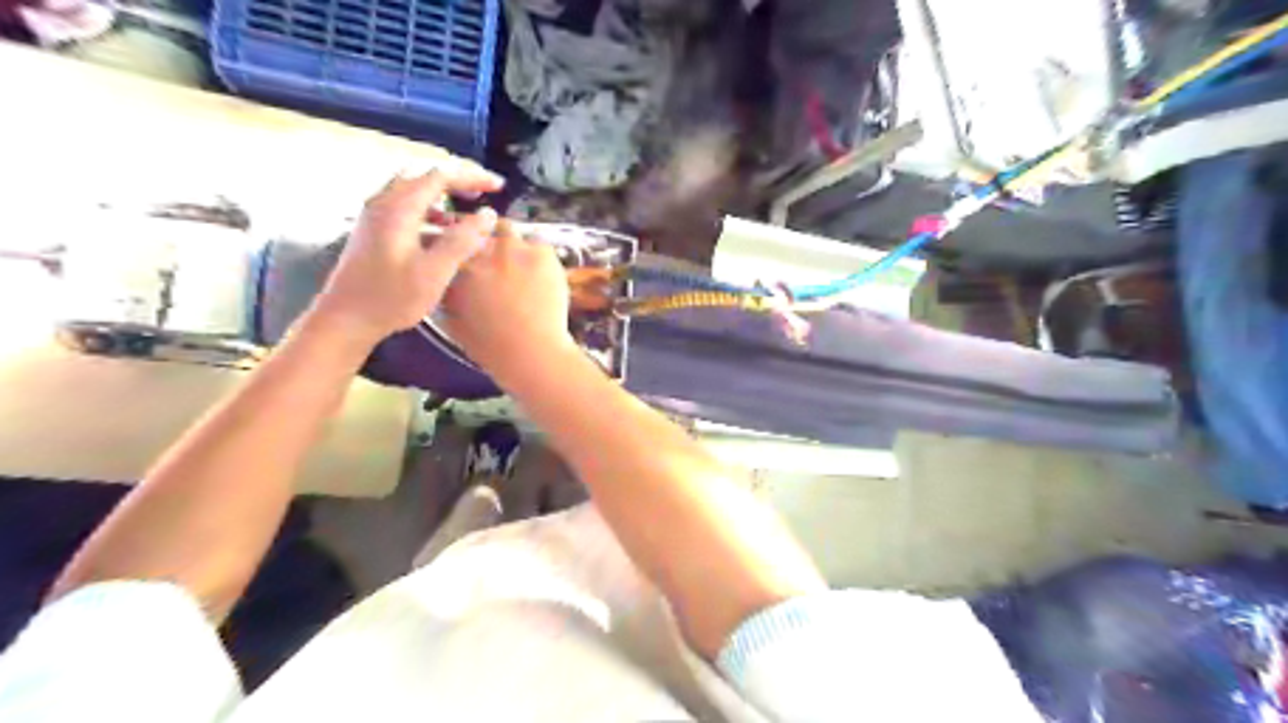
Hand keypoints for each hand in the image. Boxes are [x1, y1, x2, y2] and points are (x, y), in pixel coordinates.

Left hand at [312, 165, 509, 344]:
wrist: (345, 318)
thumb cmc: (391, 298)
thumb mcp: (434, 272)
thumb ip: (462, 240)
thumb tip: (488, 215)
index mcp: (398, 208)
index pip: (440, 176)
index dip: (472, 177)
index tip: (498, 187)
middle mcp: (383, 203)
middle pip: (423, 174)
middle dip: (457, 179)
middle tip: (484, 191)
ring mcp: (375, 215)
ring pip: (413, 188)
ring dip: (443, 194)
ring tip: (468, 210)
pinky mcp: (373, 230)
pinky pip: (405, 205)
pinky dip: (430, 209)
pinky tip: (443, 230)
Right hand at [449, 217, 578, 383]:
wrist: (532, 351)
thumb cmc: (493, 348)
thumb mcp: (457, 329)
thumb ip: (450, 306)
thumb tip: (448, 297)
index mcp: (455, 271)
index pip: (450, 246)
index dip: (459, 249)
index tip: (467, 257)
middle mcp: (480, 253)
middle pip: (477, 232)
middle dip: (483, 241)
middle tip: (496, 260)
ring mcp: (511, 249)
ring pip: (506, 229)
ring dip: (509, 241)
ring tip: (520, 261)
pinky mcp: (541, 253)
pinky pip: (538, 242)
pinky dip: (538, 253)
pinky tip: (542, 270)